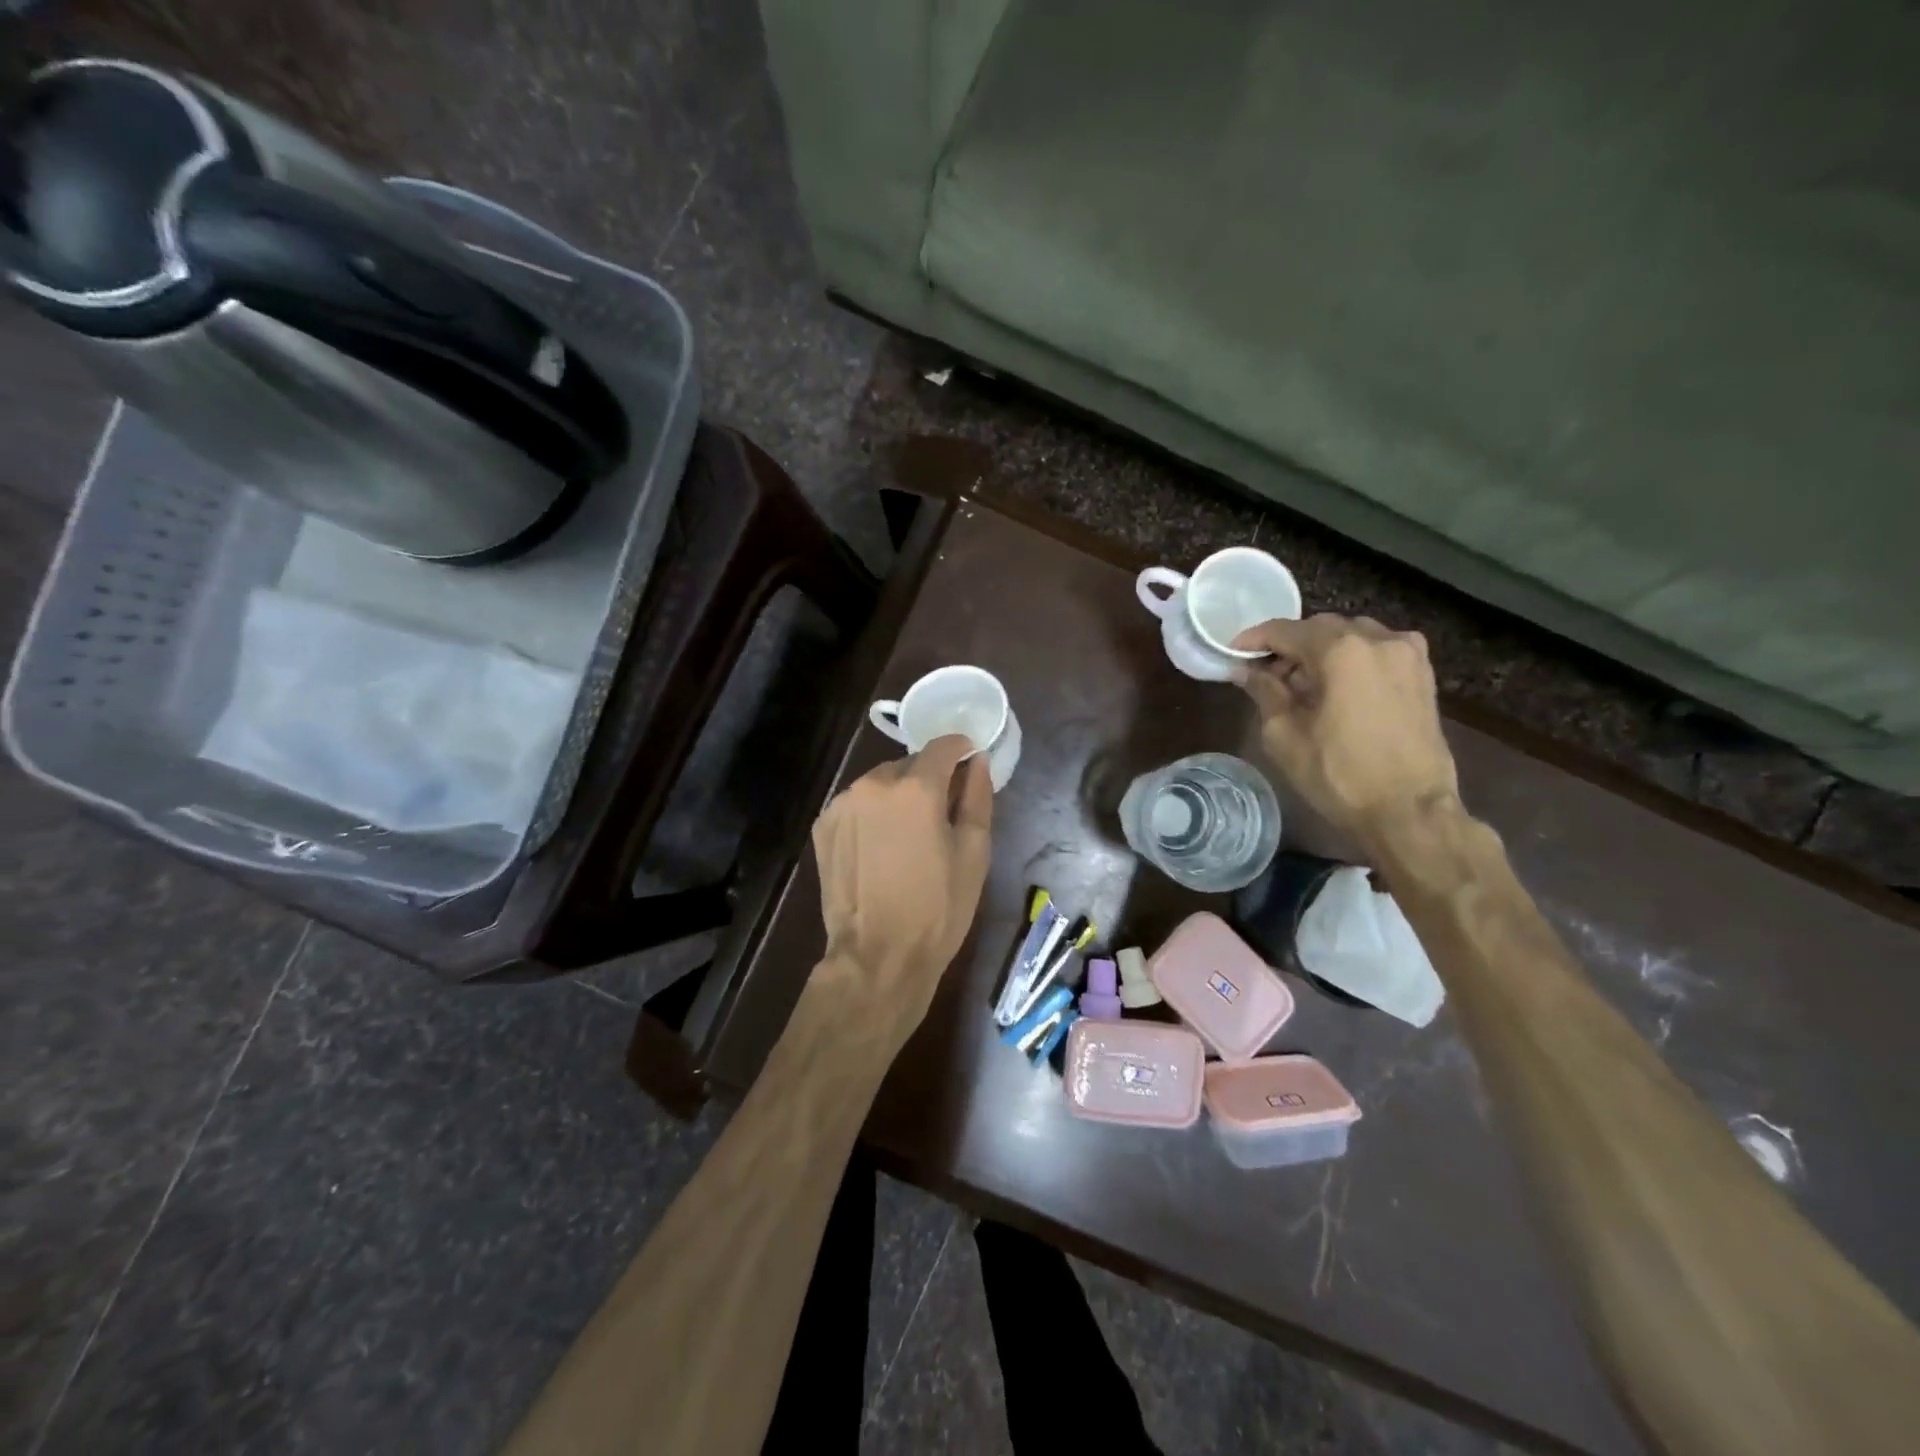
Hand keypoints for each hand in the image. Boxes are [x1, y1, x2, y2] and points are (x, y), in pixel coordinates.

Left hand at [810, 734, 993, 1050]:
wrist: (877, 956)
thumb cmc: (938, 908)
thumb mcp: (974, 853)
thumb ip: (977, 797)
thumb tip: (976, 762)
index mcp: (915, 788)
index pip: (942, 745)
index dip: (960, 749)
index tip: (969, 762)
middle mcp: (873, 784)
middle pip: (909, 764)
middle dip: (928, 780)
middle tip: (940, 815)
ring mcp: (842, 804)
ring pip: (879, 784)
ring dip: (897, 797)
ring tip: (906, 837)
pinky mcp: (823, 826)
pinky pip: (856, 805)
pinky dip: (871, 815)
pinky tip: (879, 849)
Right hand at [1231, 614, 1460, 849]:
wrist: (1409, 811)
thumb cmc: (1339, 775)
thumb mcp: (1284, 735)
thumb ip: (1265, 692)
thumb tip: (1247, 671)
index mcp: (1341, 650)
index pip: (1285, 630)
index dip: (1254, 639)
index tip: (1232, 652)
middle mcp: (1378, 640)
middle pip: (1321, 629)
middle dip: (1290, 646)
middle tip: (1266, 673)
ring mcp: (1408, 655)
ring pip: (1353, 636)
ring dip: (1323, 651)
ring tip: (1302, 682)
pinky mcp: (1423, 676)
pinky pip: (1378, 652)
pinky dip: (1353, 660)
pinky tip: (1339, 687)